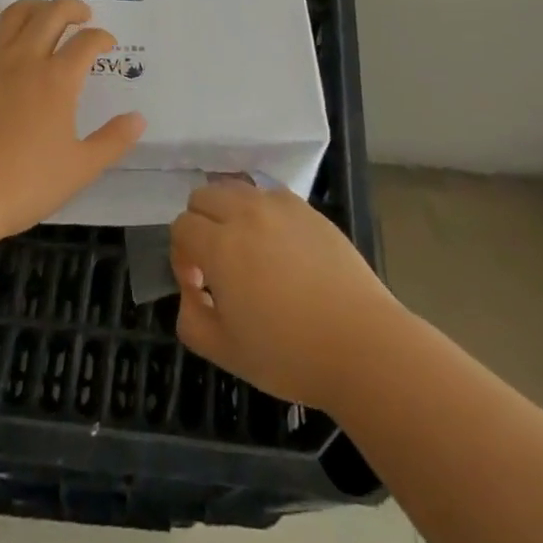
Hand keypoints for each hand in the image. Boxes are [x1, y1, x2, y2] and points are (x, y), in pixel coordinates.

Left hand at [0, 0, 144, 242]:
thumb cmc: (21, 184)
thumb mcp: (78, 170)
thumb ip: (112, 141)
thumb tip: (139, 118)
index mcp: (58, 79)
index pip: (87, 42)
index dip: (102, 37)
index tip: (108, 43)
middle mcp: (25, 58)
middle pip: (52, 13)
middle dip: (73, 7)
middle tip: (83, 15)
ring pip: (15, 14)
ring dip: (37, 6)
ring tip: (46, 14)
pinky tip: (2, 36)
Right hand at [170, 179, 401, 409]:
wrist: (360, 343)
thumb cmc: (289, 354)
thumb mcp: (226, 352)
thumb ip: (191, 319)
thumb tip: (192, 290)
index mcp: (221, 246)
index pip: (182, 226)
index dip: (182, 256)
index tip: (200, 286)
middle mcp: (246, 213)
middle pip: (204, 195)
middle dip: (200, 225)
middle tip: (217, 265)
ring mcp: (279, 205)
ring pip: (236, 188)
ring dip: (228, 212)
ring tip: (247, 251)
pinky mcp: (307, 208)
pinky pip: (269, 195)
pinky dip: (261, 212)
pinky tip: (279, 248)